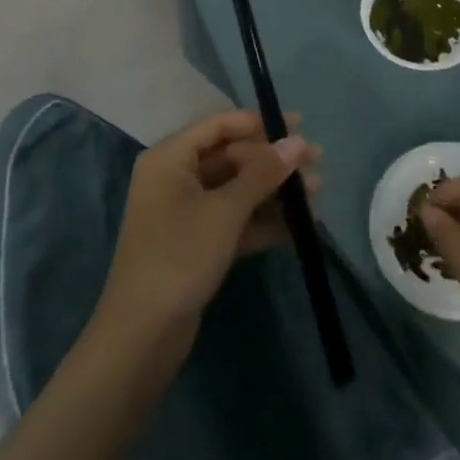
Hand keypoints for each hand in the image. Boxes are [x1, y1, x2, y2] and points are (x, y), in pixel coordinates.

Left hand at [94, 110, 320, 352]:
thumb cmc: (179, 257)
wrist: (142, 336)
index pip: (219, 126)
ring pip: (236, 189)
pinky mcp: (197, 243)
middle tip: (317, 164)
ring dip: (274, 190)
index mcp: (170, 158)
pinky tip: (298, 225)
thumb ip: (263, 173)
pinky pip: (234, 219)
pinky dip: (263, 220)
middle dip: (273, 161)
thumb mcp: (225, 211)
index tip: (300, 125)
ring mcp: (185, 212)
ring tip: (316, 194)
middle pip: (231, 156)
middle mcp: (175, 178)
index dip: (259, 123)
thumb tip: (298, 141)